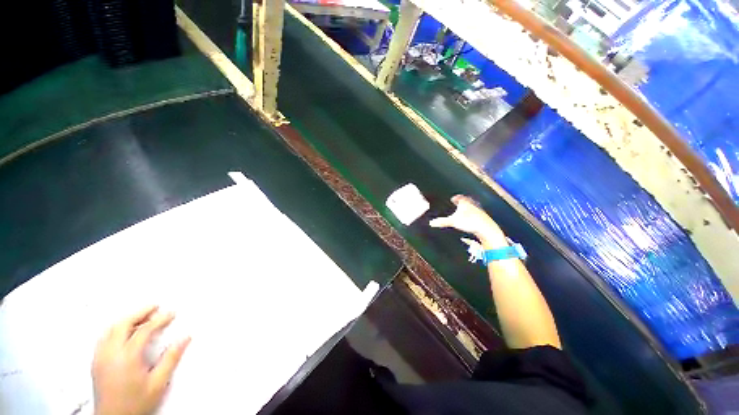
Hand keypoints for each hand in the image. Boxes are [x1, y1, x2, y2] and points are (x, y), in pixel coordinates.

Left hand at [92, 306, 190, 414]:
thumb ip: (171, 359)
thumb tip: (185, 338)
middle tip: (155, 307)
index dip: (159, 319)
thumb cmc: (136, 403)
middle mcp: (111, 353)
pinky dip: (116, 329)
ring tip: (140, 316)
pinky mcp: (96, 363)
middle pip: (123, 324)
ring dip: (127, 319)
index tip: (171, 313)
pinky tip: (123, 331)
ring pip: (111, 329)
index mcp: (127, 357)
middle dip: (140, 313)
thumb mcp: (158, 383)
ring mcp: (100, 357)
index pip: (144, 330)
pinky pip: (104, 338)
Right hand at [429, 195, 506, 246]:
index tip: (453, 199)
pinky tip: (471, 219)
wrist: (487, 228)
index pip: (459, 197)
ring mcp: (479, 210)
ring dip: (468, 208)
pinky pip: (476, 213)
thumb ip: (442, 222)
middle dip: (462, 202)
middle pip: (467, 201)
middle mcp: (473, 204)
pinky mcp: (484, 217)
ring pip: (472, 207)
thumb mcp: (453, 222)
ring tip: (464, 211)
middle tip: (458, 203)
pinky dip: (472, 214)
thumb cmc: (469, 222)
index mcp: (465, 202)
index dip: (456, 198)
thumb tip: (431, 223)